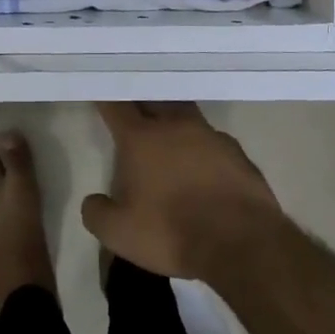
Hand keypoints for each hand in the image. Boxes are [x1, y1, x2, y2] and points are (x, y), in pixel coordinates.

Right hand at [80, 102, 284, 280]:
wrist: (241, 243)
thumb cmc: (171, 232)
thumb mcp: (119, 233)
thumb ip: (97, 212)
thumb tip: (93, 201)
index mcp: (141, 138)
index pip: (116, 106)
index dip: (106, 98)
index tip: (100, 91)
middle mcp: (175, 126)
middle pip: (155, 99)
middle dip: (142, 99)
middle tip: (133, 105)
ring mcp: (210, 136)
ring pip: (187, 115)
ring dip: (174, 119)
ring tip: (168, 133)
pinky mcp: (238, 153)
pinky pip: (213, 141)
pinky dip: (202, 147)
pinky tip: (202, 165)